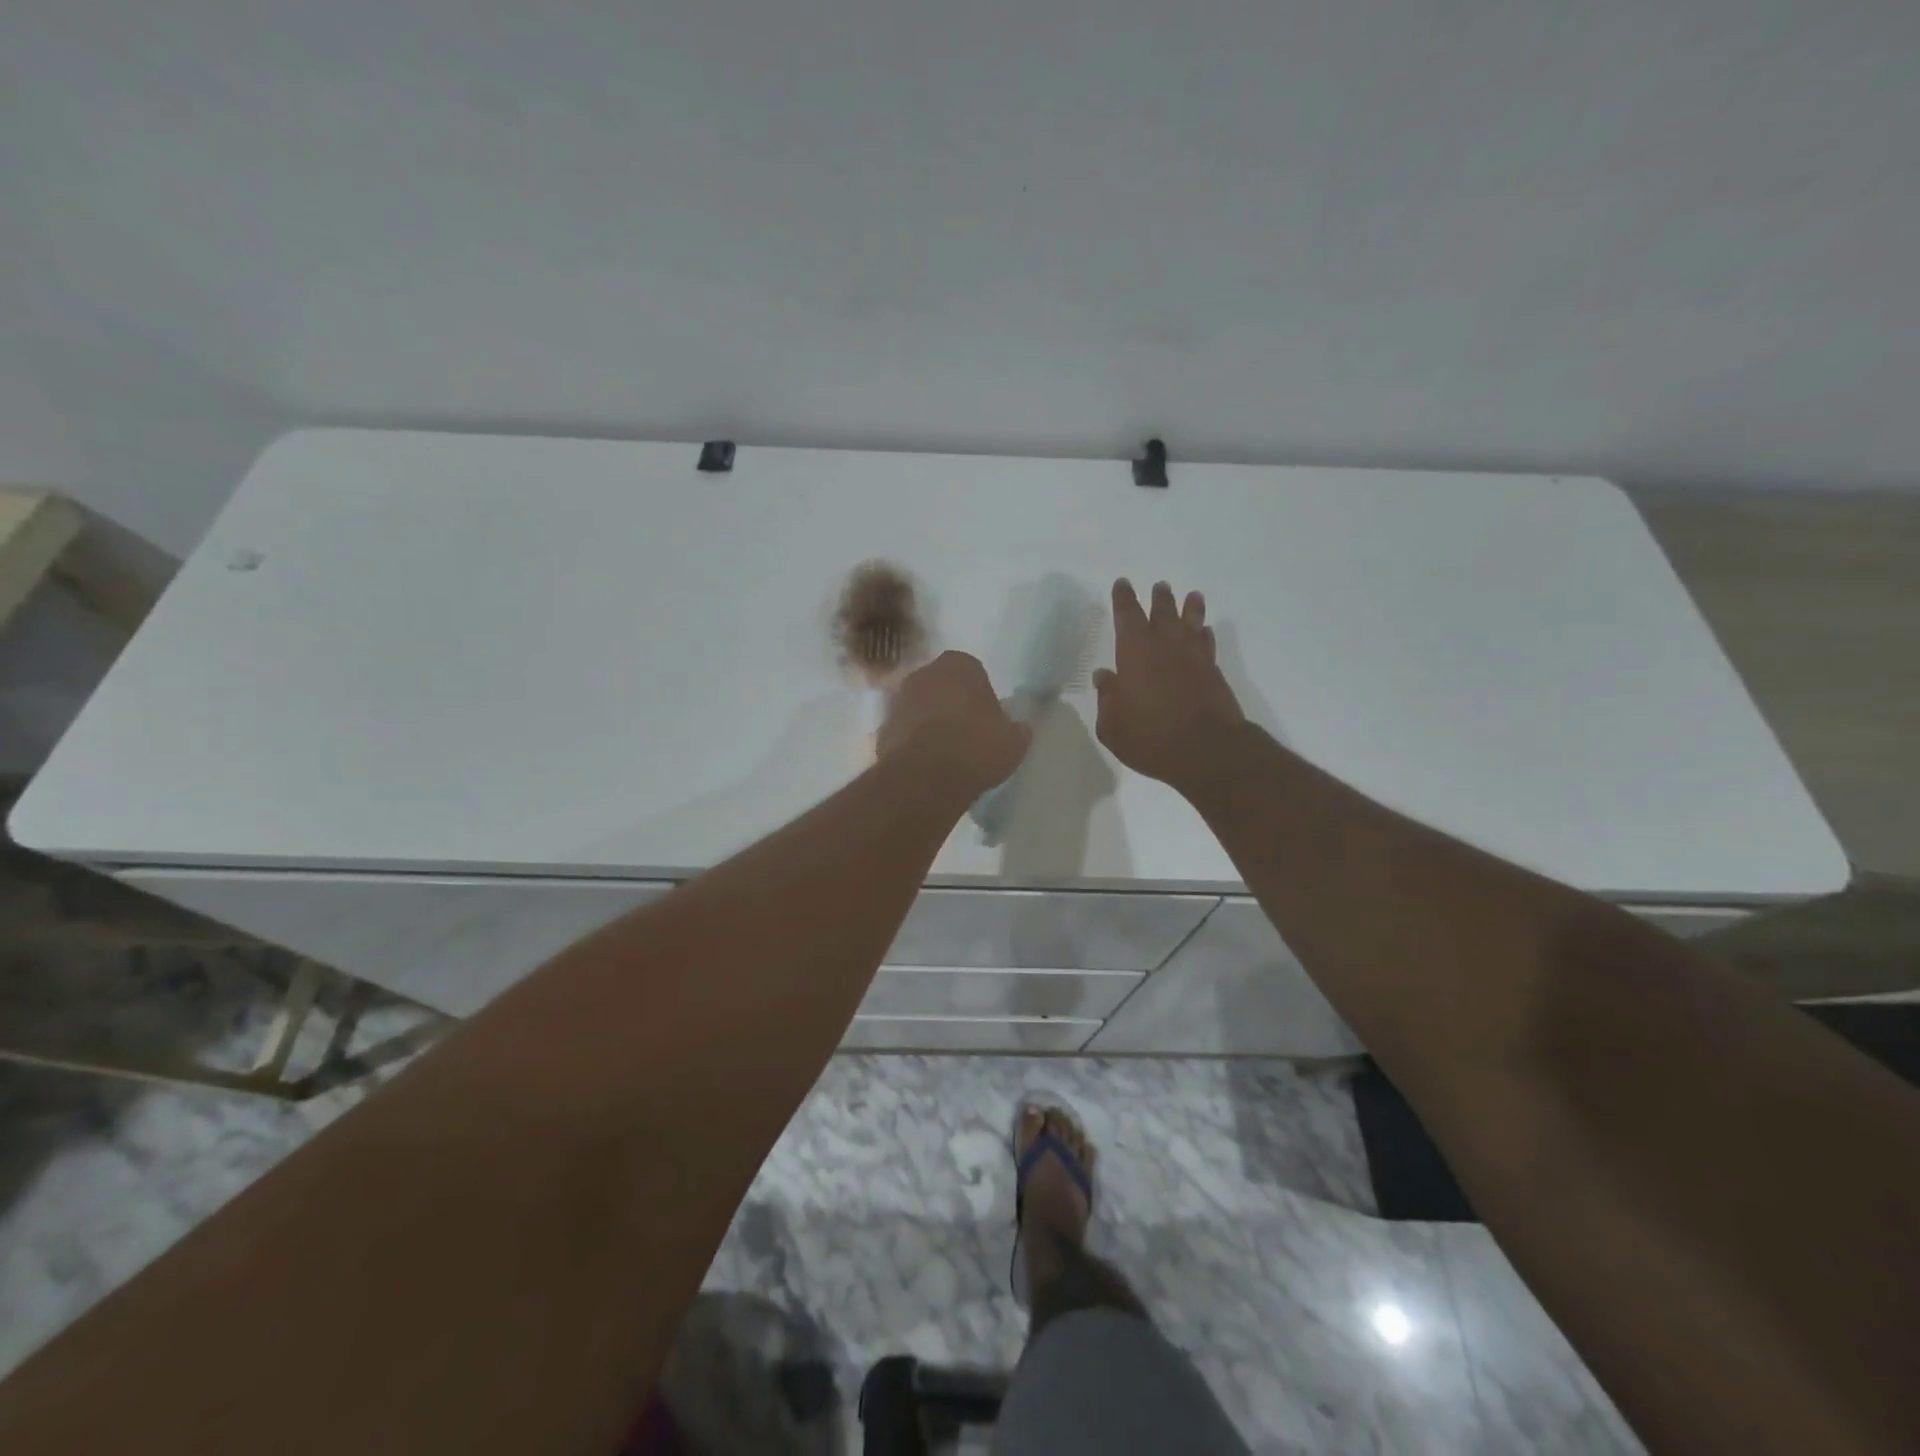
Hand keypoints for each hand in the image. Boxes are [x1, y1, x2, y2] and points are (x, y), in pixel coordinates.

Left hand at [879, 651, 1030, 797]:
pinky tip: (926, 765)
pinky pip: (904, 731)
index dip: (980, 695)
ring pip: (920, 707)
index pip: (973, 672)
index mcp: (958, 664)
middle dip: (951, 704)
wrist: (926, 777)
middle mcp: (923, 673)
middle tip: (967, 733)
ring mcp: (898, 700)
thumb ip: (1016, 729)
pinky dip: (912, 743)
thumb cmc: (976, 747)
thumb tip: (1018, 728)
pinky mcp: (882, 728)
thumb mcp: (1014, 741)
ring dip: (929, 723)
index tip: (987, 719)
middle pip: (941, 686)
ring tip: (945, 753)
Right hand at [1093, 579, 1246, 789]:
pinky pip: (1208, 643)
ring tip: (1192, 596)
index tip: (1123, 583)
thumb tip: (1105, 677)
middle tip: (1160, 586)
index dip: (1124, 598)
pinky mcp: (1213, 672)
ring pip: (1191, 622)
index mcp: (1134, 652)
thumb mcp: (1112, 725)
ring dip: (1190, 608)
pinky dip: (1205, 635)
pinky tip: (1205, 632)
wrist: (1205, 750)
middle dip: (1159, 598)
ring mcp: (1193, 657)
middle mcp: (1165, 645)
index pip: (1127, 615)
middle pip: (1162, 612)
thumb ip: (1107, 698)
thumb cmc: (1150, 737)